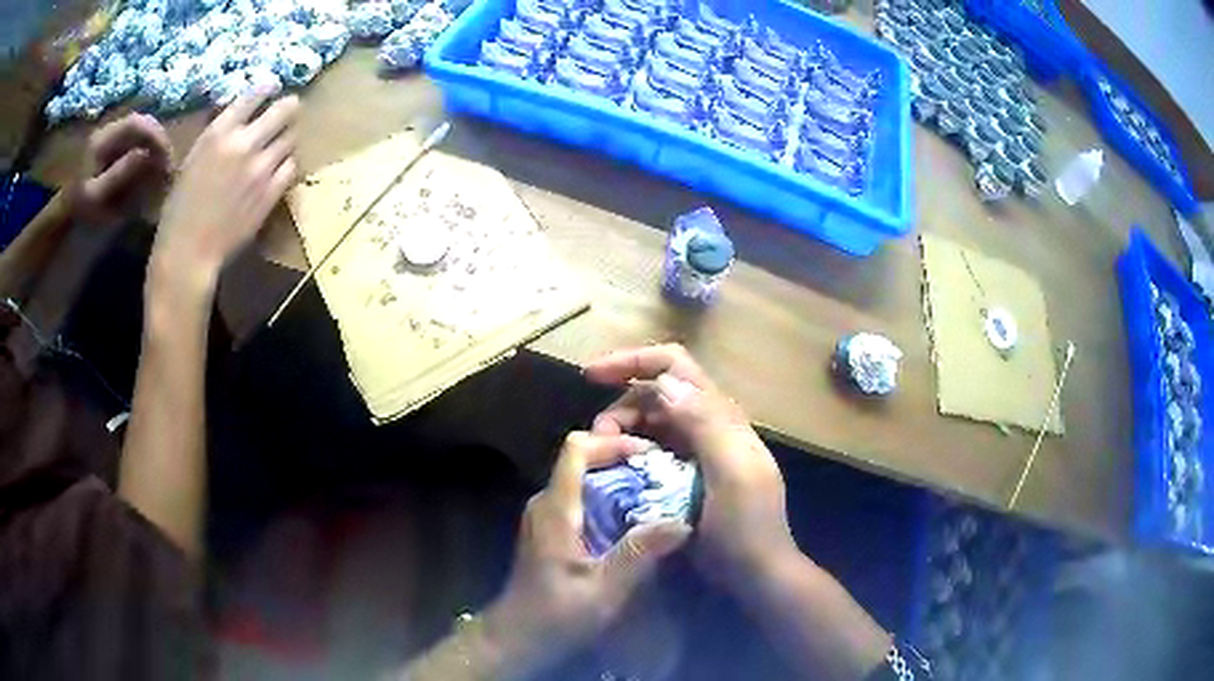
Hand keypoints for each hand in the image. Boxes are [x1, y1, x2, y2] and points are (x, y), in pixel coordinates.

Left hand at [73, 112, 171, 226]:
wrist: (65, 213)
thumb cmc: (80, 209)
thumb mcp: (97, 197)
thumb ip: (119, 175)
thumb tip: (147, 155)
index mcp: (103, 138)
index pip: (136, 124)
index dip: (155, 136)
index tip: (166, 160)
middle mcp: (109, 129)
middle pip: (142, 123)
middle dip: (159, 141)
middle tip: (168, 166)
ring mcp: (112, 135)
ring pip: (142, 130)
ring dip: (155, 146)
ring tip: (162, 169)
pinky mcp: (114, 144)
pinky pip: (137, 139)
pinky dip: (148, 150)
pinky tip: (151, 167)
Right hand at [152, 90, 298, 293]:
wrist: (189, 251)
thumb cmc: (180, 206)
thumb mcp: (192, 158)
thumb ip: (218, 134)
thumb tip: (238, 115)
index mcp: (219, 131)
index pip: (256, 93)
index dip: (268, 87)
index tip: (273, 87)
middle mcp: (244, 143)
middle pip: (286, 109)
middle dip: (288, 108)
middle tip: (286, 112)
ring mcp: (261, 168)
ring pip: (292, 137)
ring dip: (287, 137)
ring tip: (279, 144)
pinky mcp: (271, 193)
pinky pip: (292, 166)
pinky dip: (287, 164)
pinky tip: (277, 169)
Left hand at [483, 432, 690, 674]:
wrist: (518, 637)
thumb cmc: (557, 615)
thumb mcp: (604, 589)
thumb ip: (639, 553)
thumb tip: (682, 521)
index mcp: (556, 508)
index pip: (577, 448)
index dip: (613, 442)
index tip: (651, 455)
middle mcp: (547, 503)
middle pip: (582, 459)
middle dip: (624, 460)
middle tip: (665, 474)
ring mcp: (546, 517)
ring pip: (583, 479)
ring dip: (619, 480)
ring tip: (658, 493)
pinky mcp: (551, 531)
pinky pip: (582, 499)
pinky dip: (610, 499)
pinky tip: (635, 520)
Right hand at [584, 344, 798, 586]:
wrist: (756, 573)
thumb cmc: (747, 527)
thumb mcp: (732, 476)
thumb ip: (705, 426)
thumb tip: (664, 381)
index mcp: (721, 417)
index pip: (675, 367)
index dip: (632, 361)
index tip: (591, 375)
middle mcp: (708, 425)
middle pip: (655, 393)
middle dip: (621, 405)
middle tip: (598, 439)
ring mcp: (697, 450)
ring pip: (650, 422)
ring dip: (622, 430)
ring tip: (603, 457)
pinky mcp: (686, 475)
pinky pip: (651, 450)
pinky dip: (629, 452)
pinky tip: (615, 472)